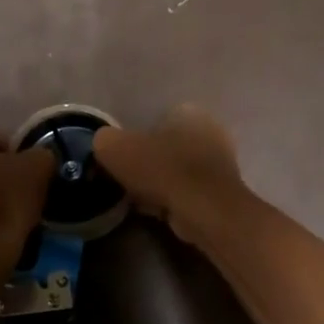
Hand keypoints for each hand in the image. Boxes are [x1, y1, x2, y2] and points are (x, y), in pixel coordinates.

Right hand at [91, 105, 246, 242]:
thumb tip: (102, 145)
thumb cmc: (161, 169)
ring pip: (175, 172)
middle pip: (166, 147)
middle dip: (146, 163)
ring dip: (157, 184)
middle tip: (125, 180)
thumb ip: (103, 140)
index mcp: (189, 112)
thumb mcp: (114, 147)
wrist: (201, 210)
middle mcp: (211, 132)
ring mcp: (221, 165)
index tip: (119, 159)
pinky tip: (155, 211)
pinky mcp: (221, 194)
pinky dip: (170, 200)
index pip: (156, 119)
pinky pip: (185, 193)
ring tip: (137, 199)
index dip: (134, 139)